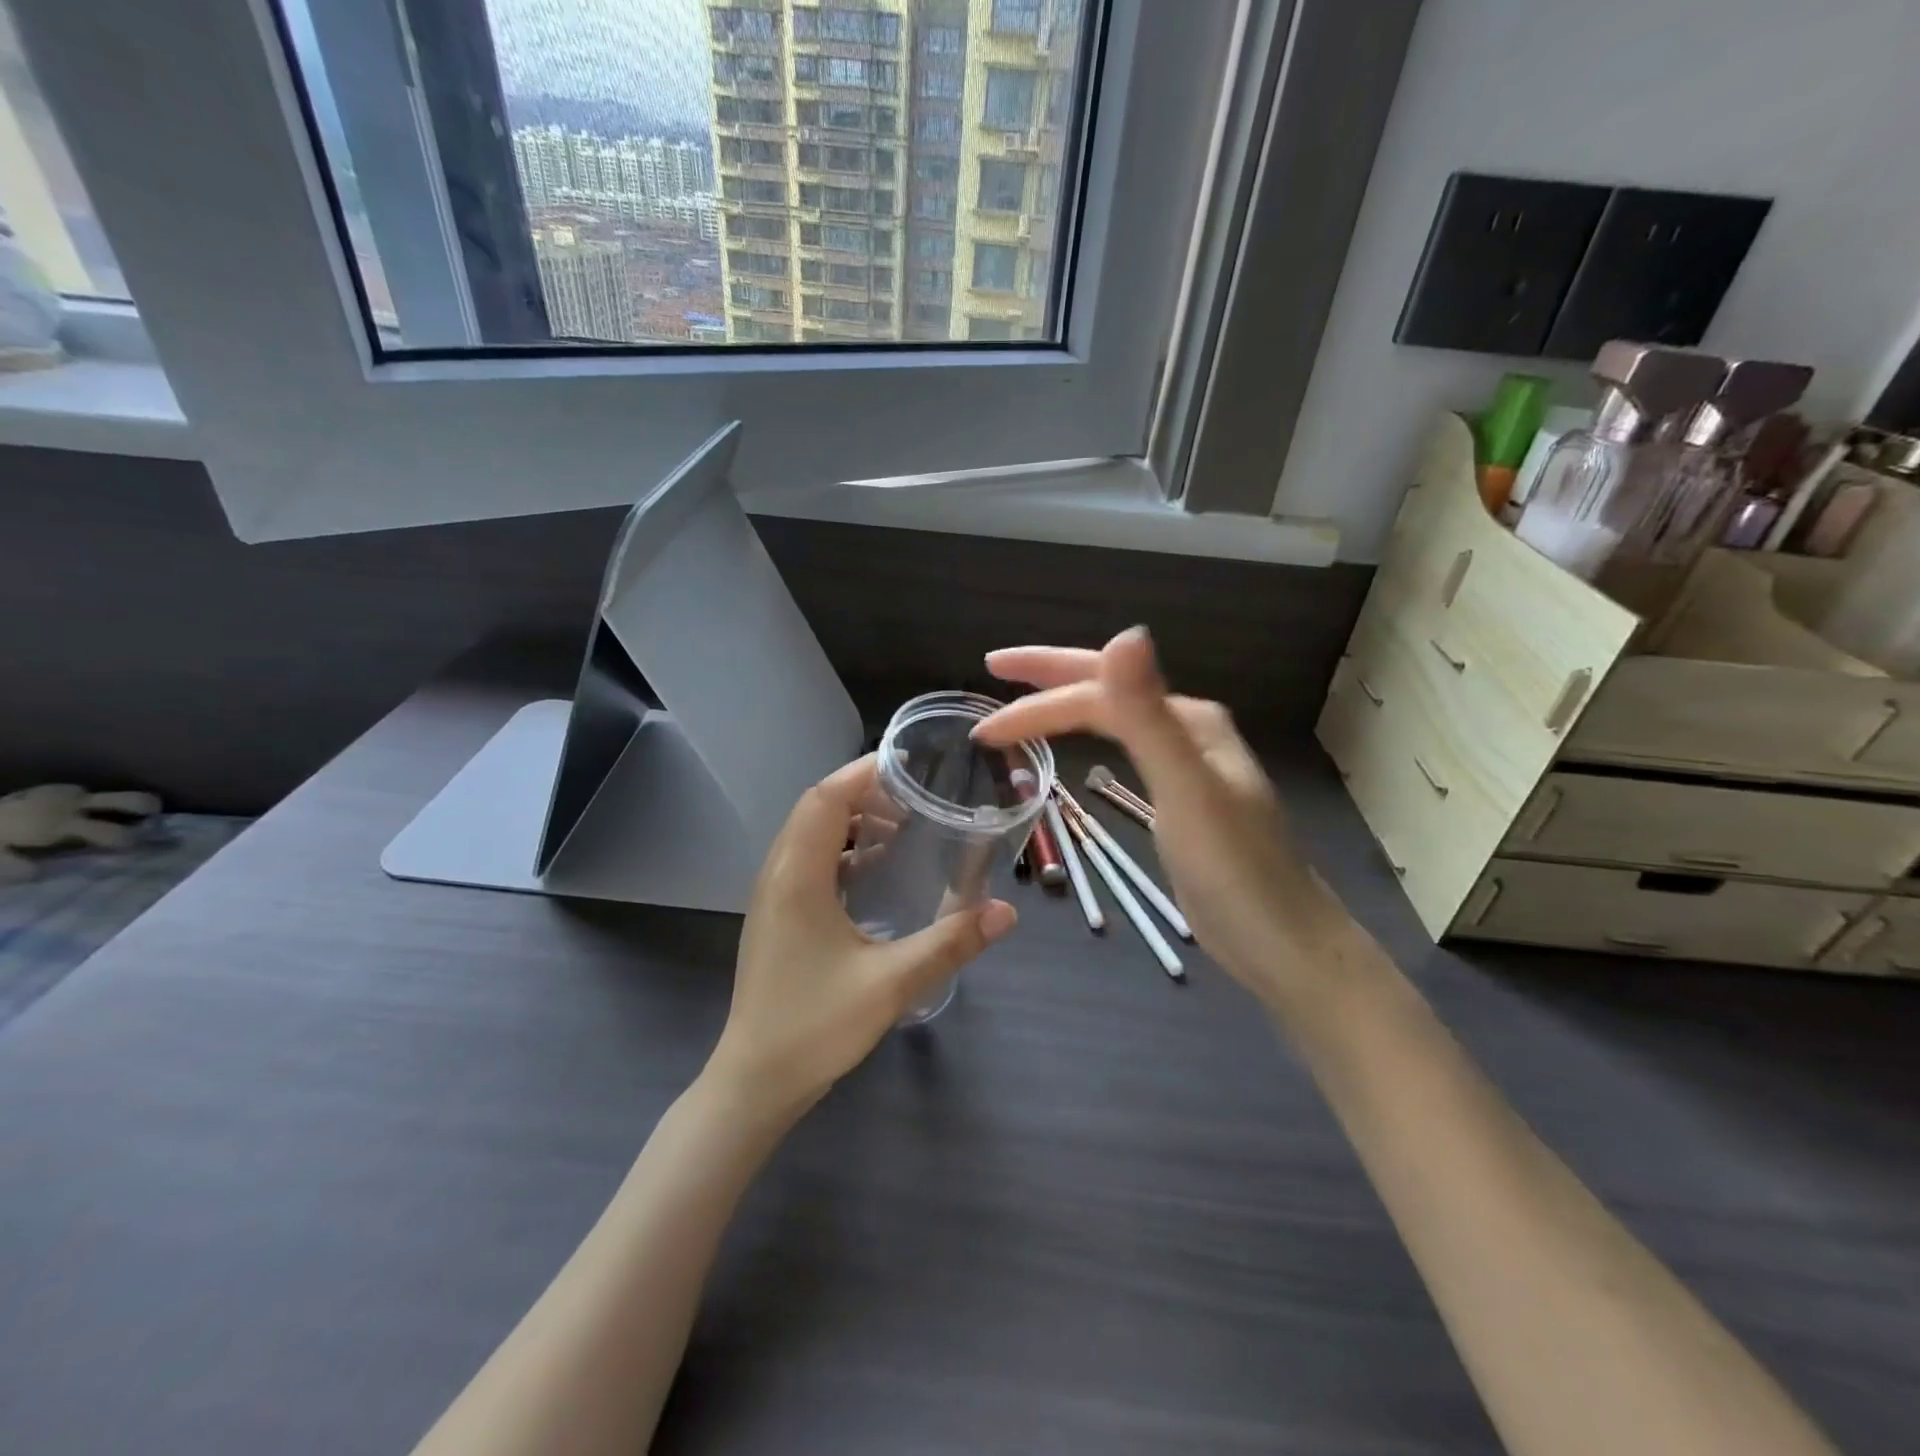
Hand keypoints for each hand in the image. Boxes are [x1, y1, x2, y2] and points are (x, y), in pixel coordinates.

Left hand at [708, 755, 1016, 1119]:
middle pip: (817, 808)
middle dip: (865, 792)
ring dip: (853, 821)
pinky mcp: (779, 915)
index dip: (864, 772)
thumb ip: (950, 943)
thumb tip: (1007, 912)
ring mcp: (774, 895)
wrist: (755, 1081)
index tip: (910, 764)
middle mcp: (778, 874)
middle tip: (916, 796)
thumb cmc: (815, 1027)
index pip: (826, 798)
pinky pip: (810, 861)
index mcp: (797, 876)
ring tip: (902, 827)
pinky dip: (844, 851)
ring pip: (811, 834)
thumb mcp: (891, 984)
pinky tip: (877, 870)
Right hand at [973, 627, 1349, 1009]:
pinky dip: (1086, 738)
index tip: (984, 731)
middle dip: (1046, 677)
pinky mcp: (1179, 795)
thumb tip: (1125, 632)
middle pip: (1106, 688)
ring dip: (1063, 705)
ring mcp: (1185, 762)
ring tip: (1020, 706)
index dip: (1036, 705)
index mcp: (1186, 718)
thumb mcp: (1185, 789)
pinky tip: (1077, 745)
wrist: (1283, 941)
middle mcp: (1186, 728)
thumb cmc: (1232, 870)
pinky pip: (1122, 747)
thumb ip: (1149, 715)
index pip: (1096, 696)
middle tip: (993, 668)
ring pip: (1112, 716)